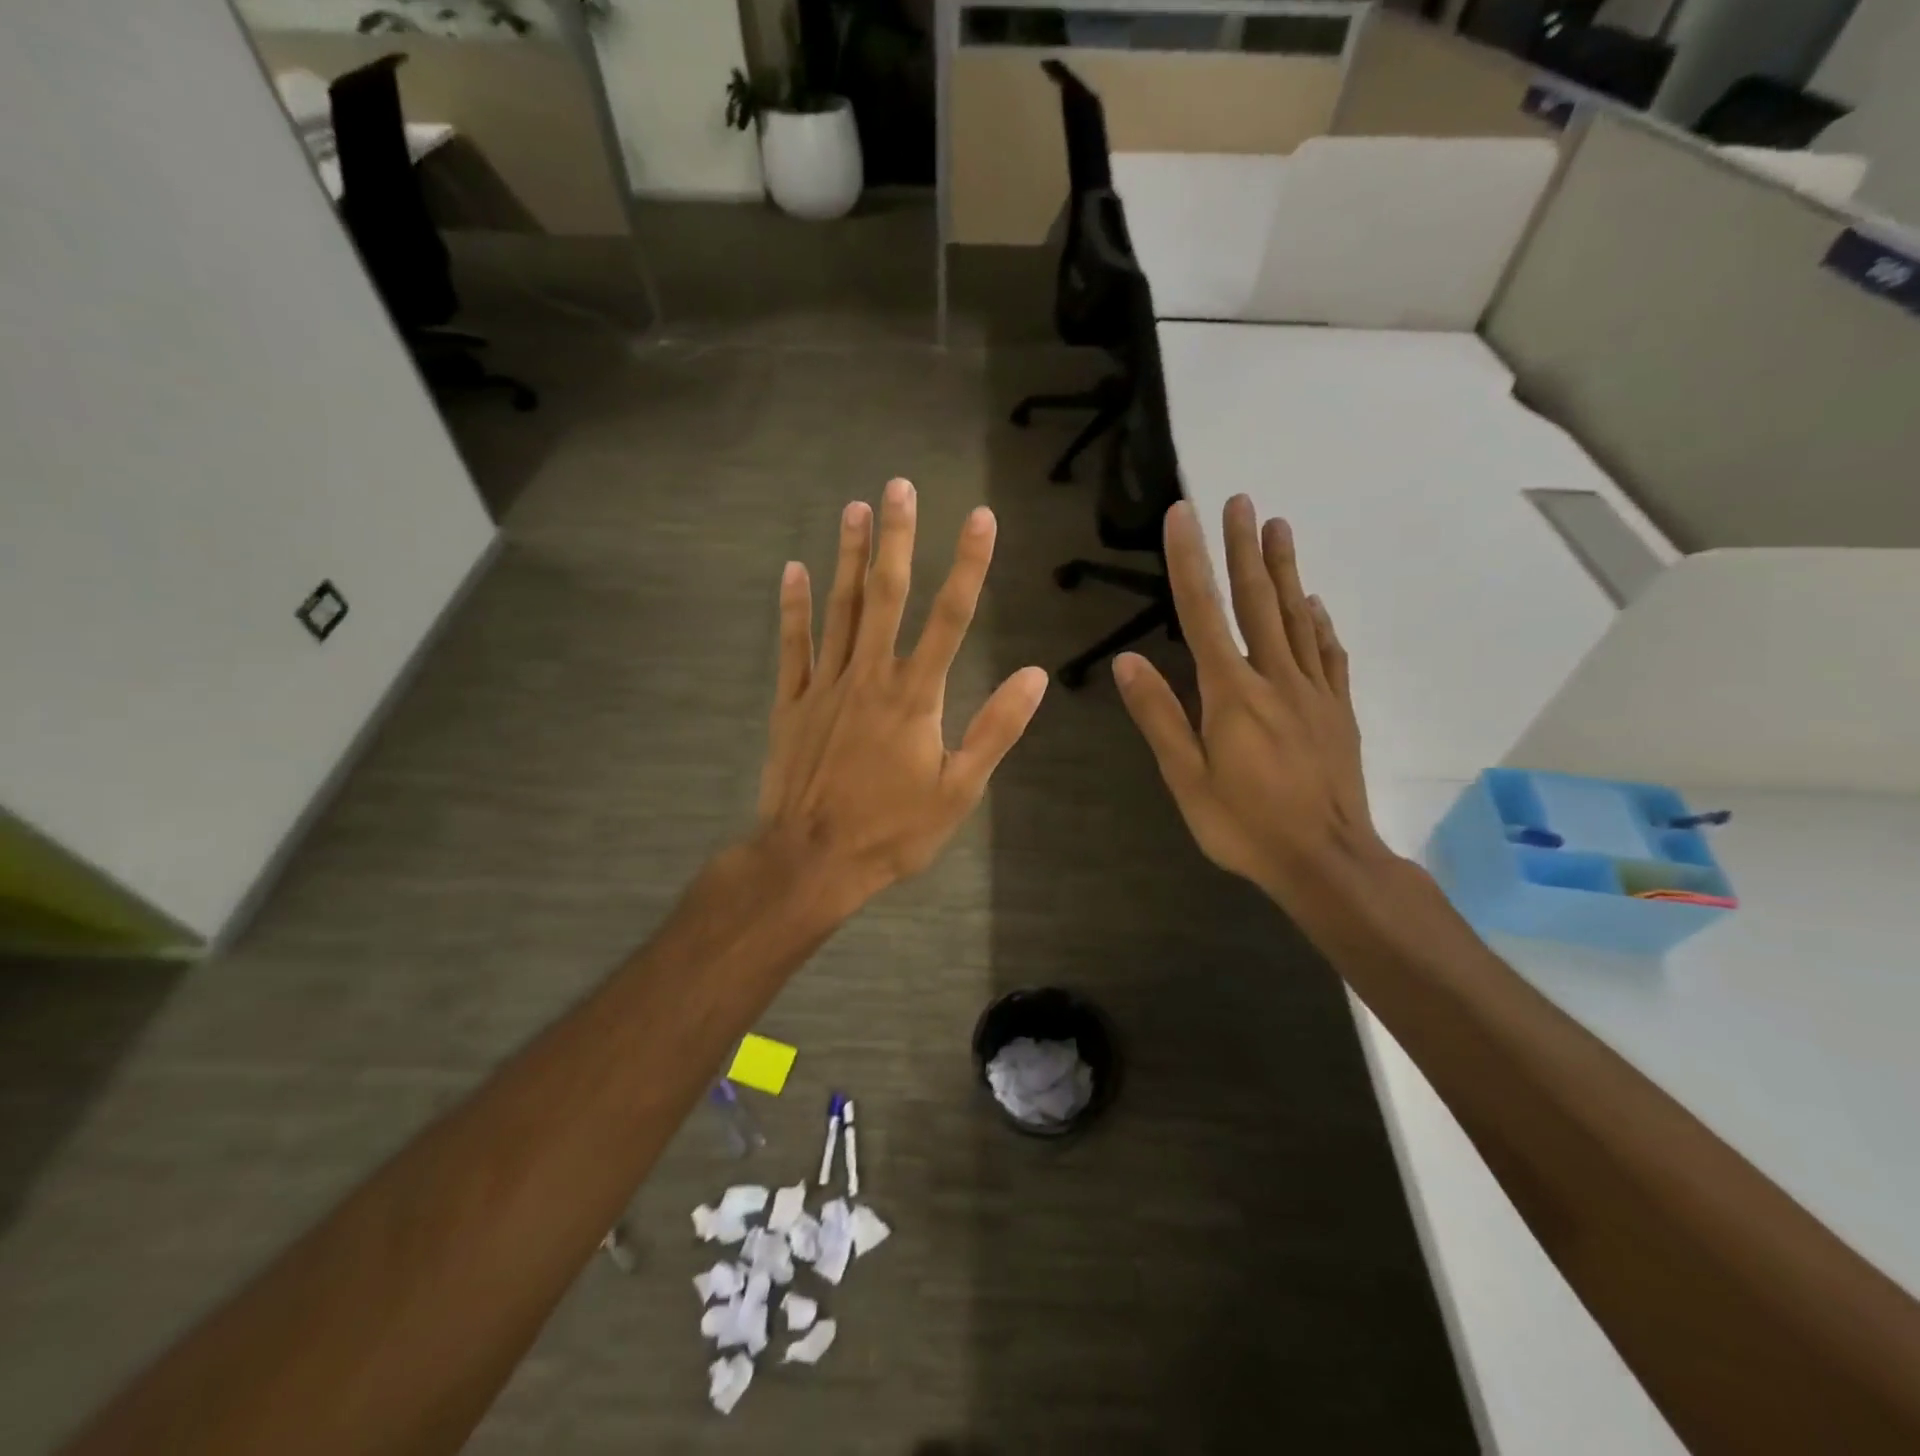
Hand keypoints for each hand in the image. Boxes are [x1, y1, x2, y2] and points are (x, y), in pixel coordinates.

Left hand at [757, 478, 1048, 913]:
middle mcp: (869, 677)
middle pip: (886, 596)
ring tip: (855, 509)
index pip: (949, 618)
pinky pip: (792, 647)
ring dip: (849, 558)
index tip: (980, 518)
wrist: (813, 859)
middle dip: (897, 538)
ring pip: (840, 610)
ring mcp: (824, 687)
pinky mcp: (791, 704)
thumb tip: (1035, 676)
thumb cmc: (893, 830)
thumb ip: (995, 729)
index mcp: (915, 697)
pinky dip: (793, 608)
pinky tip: (793, 571)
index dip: (968, 565)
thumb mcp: (958, 790)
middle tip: (899, 486)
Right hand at [1114, 495, 1386, 904]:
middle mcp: (1276, 678)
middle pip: (1257, 601)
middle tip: (1240, 500)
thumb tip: (1127, 661)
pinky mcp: (1338, 710)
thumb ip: (1159, 716)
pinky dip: (1319, 622)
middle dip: (1244, 548)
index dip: (1191, 562)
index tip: (1183, 516)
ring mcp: (1314, 692)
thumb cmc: (1245, 824)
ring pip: (1297, 617)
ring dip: (1284, 570)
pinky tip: (1314, 604)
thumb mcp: (1187, 778)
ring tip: (1279, 526)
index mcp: (1232, 693)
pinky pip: (1328, 654)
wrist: (1327, 861)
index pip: (1204, 614)